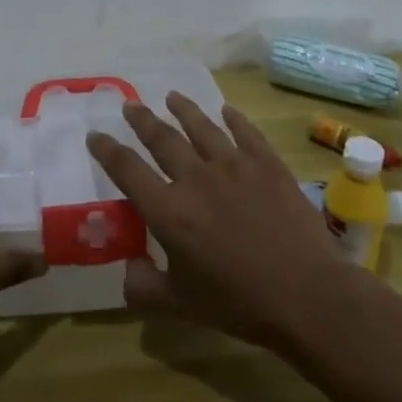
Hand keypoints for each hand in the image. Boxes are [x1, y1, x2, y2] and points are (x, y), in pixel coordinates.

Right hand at [86, 94, 352, 349]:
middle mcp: (196, 178)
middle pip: (162, 139)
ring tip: (172, 96)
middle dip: (142, 120)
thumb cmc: (239, 303)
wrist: (306, 295)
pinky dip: (234, 119)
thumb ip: (144, 287)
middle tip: (130, 105)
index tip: (95, 135)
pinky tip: (227, 111)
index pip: (127, 170)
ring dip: (184, 110)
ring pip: (202, 127)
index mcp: (168, 211)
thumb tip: (128, 269)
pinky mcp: (267, 164)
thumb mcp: (180, 305)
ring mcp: (234, 166)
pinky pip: (246, 133)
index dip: (107, 150)